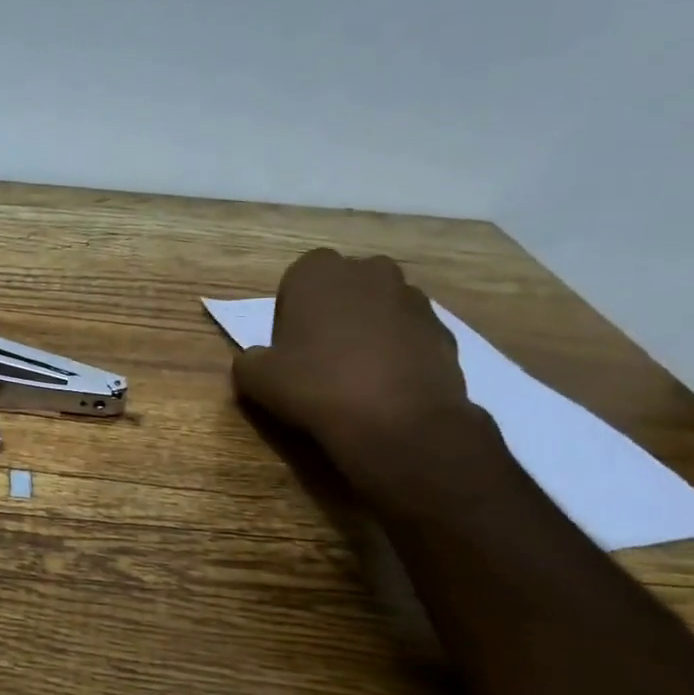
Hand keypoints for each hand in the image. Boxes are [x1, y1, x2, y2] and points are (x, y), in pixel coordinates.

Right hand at [231, 249, 493, 500]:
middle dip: (333, 312)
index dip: (291, 312)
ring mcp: (412, 298)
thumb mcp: (256, 378)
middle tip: (319, 355)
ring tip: (356, 373)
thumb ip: (249, 360)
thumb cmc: (316, 386)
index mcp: (318, 272)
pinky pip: (409, 334)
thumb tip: (256, 360)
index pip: (297, 278)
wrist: (399, 423)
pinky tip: (386, 386)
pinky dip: (398, 351)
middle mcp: (369, 271)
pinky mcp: (444, 329)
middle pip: (343, 287)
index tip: (289, 345)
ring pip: (379, 308)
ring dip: (368, 330)